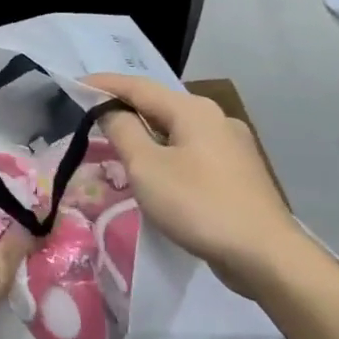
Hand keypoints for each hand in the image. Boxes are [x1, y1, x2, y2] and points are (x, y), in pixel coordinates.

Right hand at [85, 73, 315, 298]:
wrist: (264, 254)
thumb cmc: (198, 204)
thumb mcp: (147, 167)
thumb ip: (123, 131)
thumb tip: (109, 109)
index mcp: (193, 110)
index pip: (138, 86)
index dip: (104, 84)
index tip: (74, 84)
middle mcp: (216, 119)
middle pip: (159, 106)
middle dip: (125, 110)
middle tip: (91, 119)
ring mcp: (231, 146)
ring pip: (176, 131)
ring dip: (145, 135)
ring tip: (118, 148)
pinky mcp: (237, 173)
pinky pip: (191, 153)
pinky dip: (165, 154)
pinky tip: (157, 174)